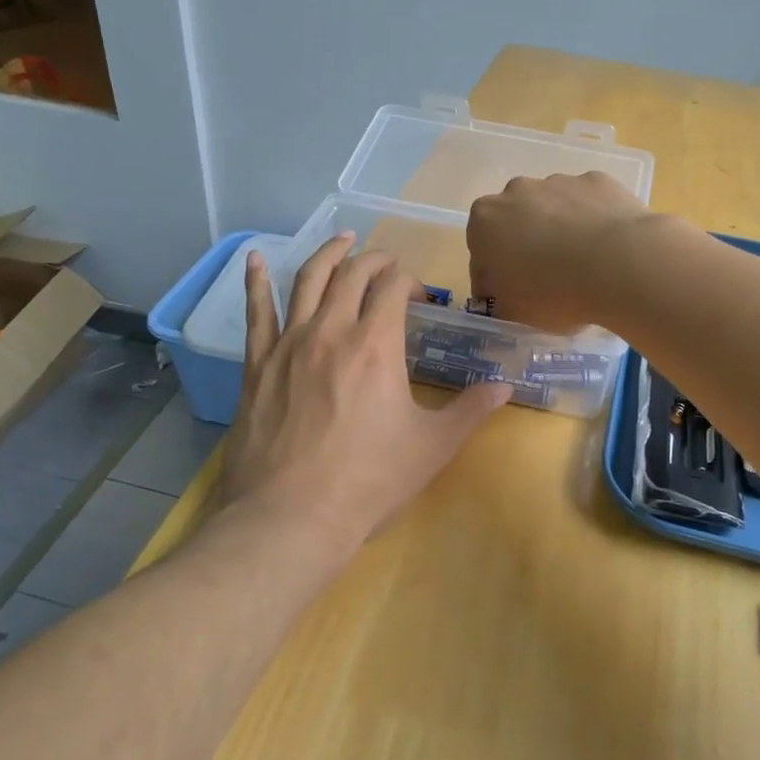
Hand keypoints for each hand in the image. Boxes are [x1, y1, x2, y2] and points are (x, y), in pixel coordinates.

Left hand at [216, 235, 511, 550]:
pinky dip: (255, 280)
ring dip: (328, 254)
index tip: (420, 300)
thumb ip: (470, 410)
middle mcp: (331, 330)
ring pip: (307, 279)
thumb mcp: (432, 447)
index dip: (410, 282)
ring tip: (342, 240)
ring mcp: (289, 344)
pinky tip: (254, 258)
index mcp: (376, 344)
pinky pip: (256, 312)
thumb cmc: (368, 482)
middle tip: (389, 266)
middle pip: (353, 273)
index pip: (393, 286)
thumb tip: (505, 385)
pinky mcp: (258, 364)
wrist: (289, 519)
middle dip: (376, 261)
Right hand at [466, 171, 659, 332]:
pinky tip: (608, 250)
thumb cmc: (553, 293)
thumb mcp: (512, 314)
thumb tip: (500, 300)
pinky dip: (594, 222)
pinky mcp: (597, 181)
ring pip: (554, 210)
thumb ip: (497, 303)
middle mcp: (516, 191)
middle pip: (516, 223)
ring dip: (562, 231)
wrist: (619, 265)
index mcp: (484, 221)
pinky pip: (589, 204)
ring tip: (584, 266)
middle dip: (527, 246)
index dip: (495, 280)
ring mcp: (559, 181)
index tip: (513, 300)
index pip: (481, 253)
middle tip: (548, 281)